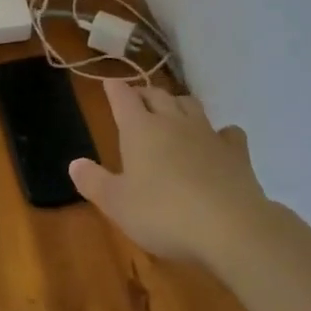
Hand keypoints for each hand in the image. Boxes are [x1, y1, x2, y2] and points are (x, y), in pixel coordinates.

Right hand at [69, 81, 270, 265]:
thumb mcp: (117, 204)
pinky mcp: (236, 152)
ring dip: (178, 103)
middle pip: (157, 95)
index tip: (109, 83)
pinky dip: (220, 132)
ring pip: (190, 104)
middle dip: (144, 93)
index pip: (123, 98)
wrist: (230, 227)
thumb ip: (94, 182)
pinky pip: (227, 132)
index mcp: (140, 129)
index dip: (114, 89)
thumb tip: (74, 163)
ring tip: (172, 111)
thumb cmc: (164, 214)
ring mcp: (207, 133)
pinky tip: (218, 141)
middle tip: (137, 98)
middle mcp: (173, 122)